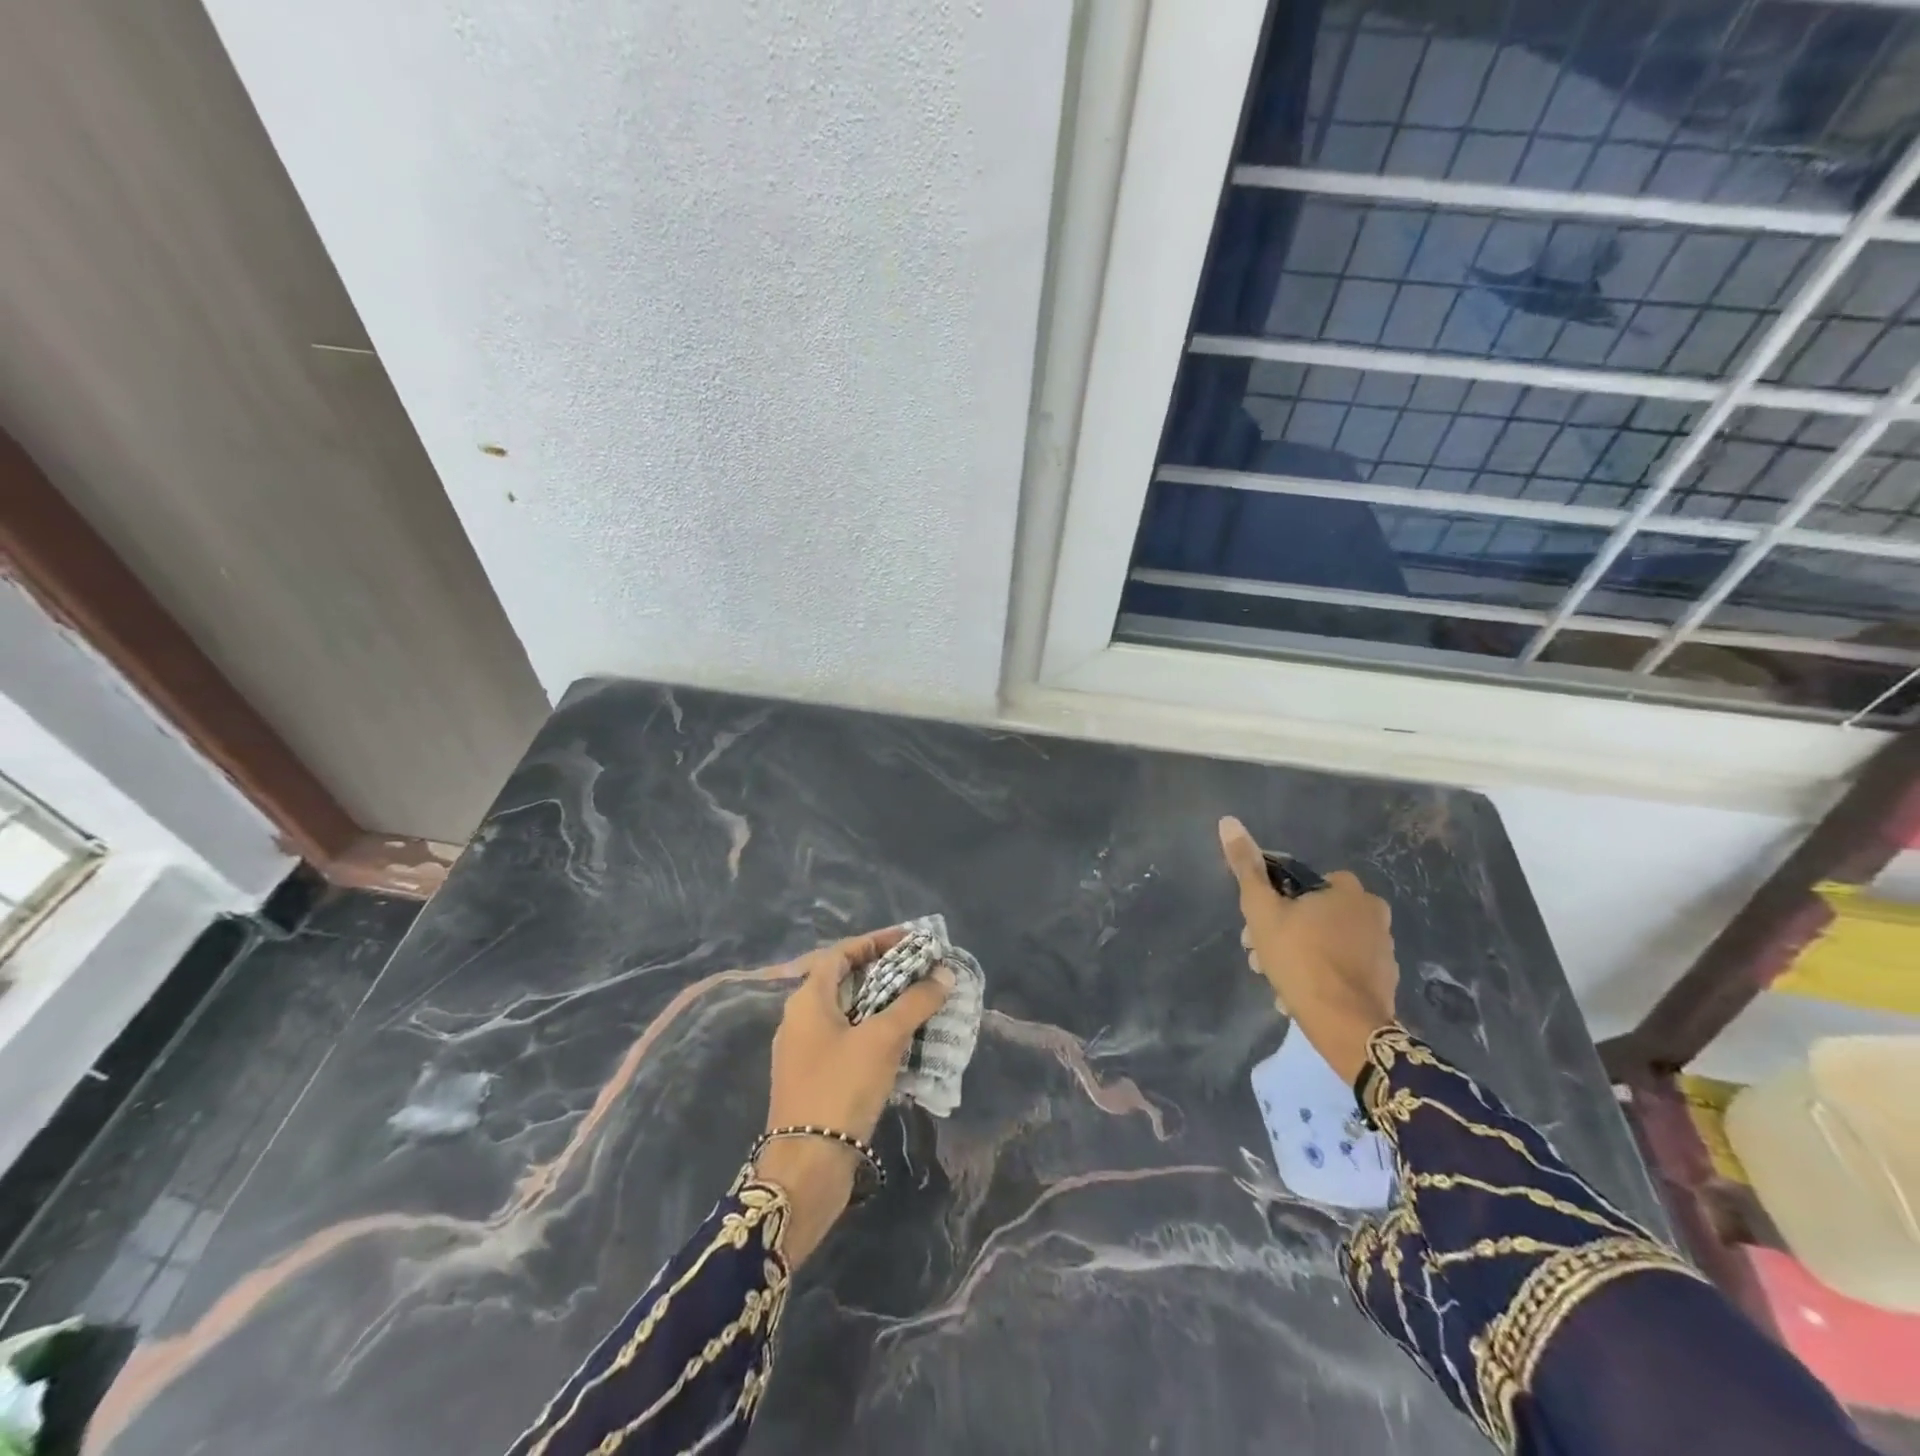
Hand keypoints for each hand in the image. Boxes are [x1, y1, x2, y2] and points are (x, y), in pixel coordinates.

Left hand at [756, 927, 952, 1263]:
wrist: (807, 1166)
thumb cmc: (841, 1088)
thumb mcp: (883, 1039)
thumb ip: (915, 1002)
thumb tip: (944, 973)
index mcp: (807, 1000)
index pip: (841, 953)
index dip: (875, 942)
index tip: (910, 941)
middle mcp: (799, 1019)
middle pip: (843, 981)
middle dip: (883, 973)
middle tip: (919, 971)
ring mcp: (804, 1051)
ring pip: (847, 1013)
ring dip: (881, 1004)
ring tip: (917, 1003)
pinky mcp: (813, 1079)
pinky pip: (846, 1040)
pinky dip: (873, 1032)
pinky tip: (901, 1043)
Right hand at [1218, 816, 1398, 1083]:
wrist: (1346, 1026)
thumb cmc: (1300, 959)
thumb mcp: (1262, 911)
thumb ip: (1246, 868)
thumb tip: (1228, 821)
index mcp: (1347, 890)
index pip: (1300, 881)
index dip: (1272, 899)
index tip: (1254, 923)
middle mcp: (1373, 912)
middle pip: (1312, 913)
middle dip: (1281, 931)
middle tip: (1258, 954)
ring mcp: (1383, 948)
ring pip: (1325, 942)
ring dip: (1298, 954)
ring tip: (1275, 981)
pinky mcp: (1385, 980)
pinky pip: (1342, 968)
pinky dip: (1320, 975)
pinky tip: (1299, 995)